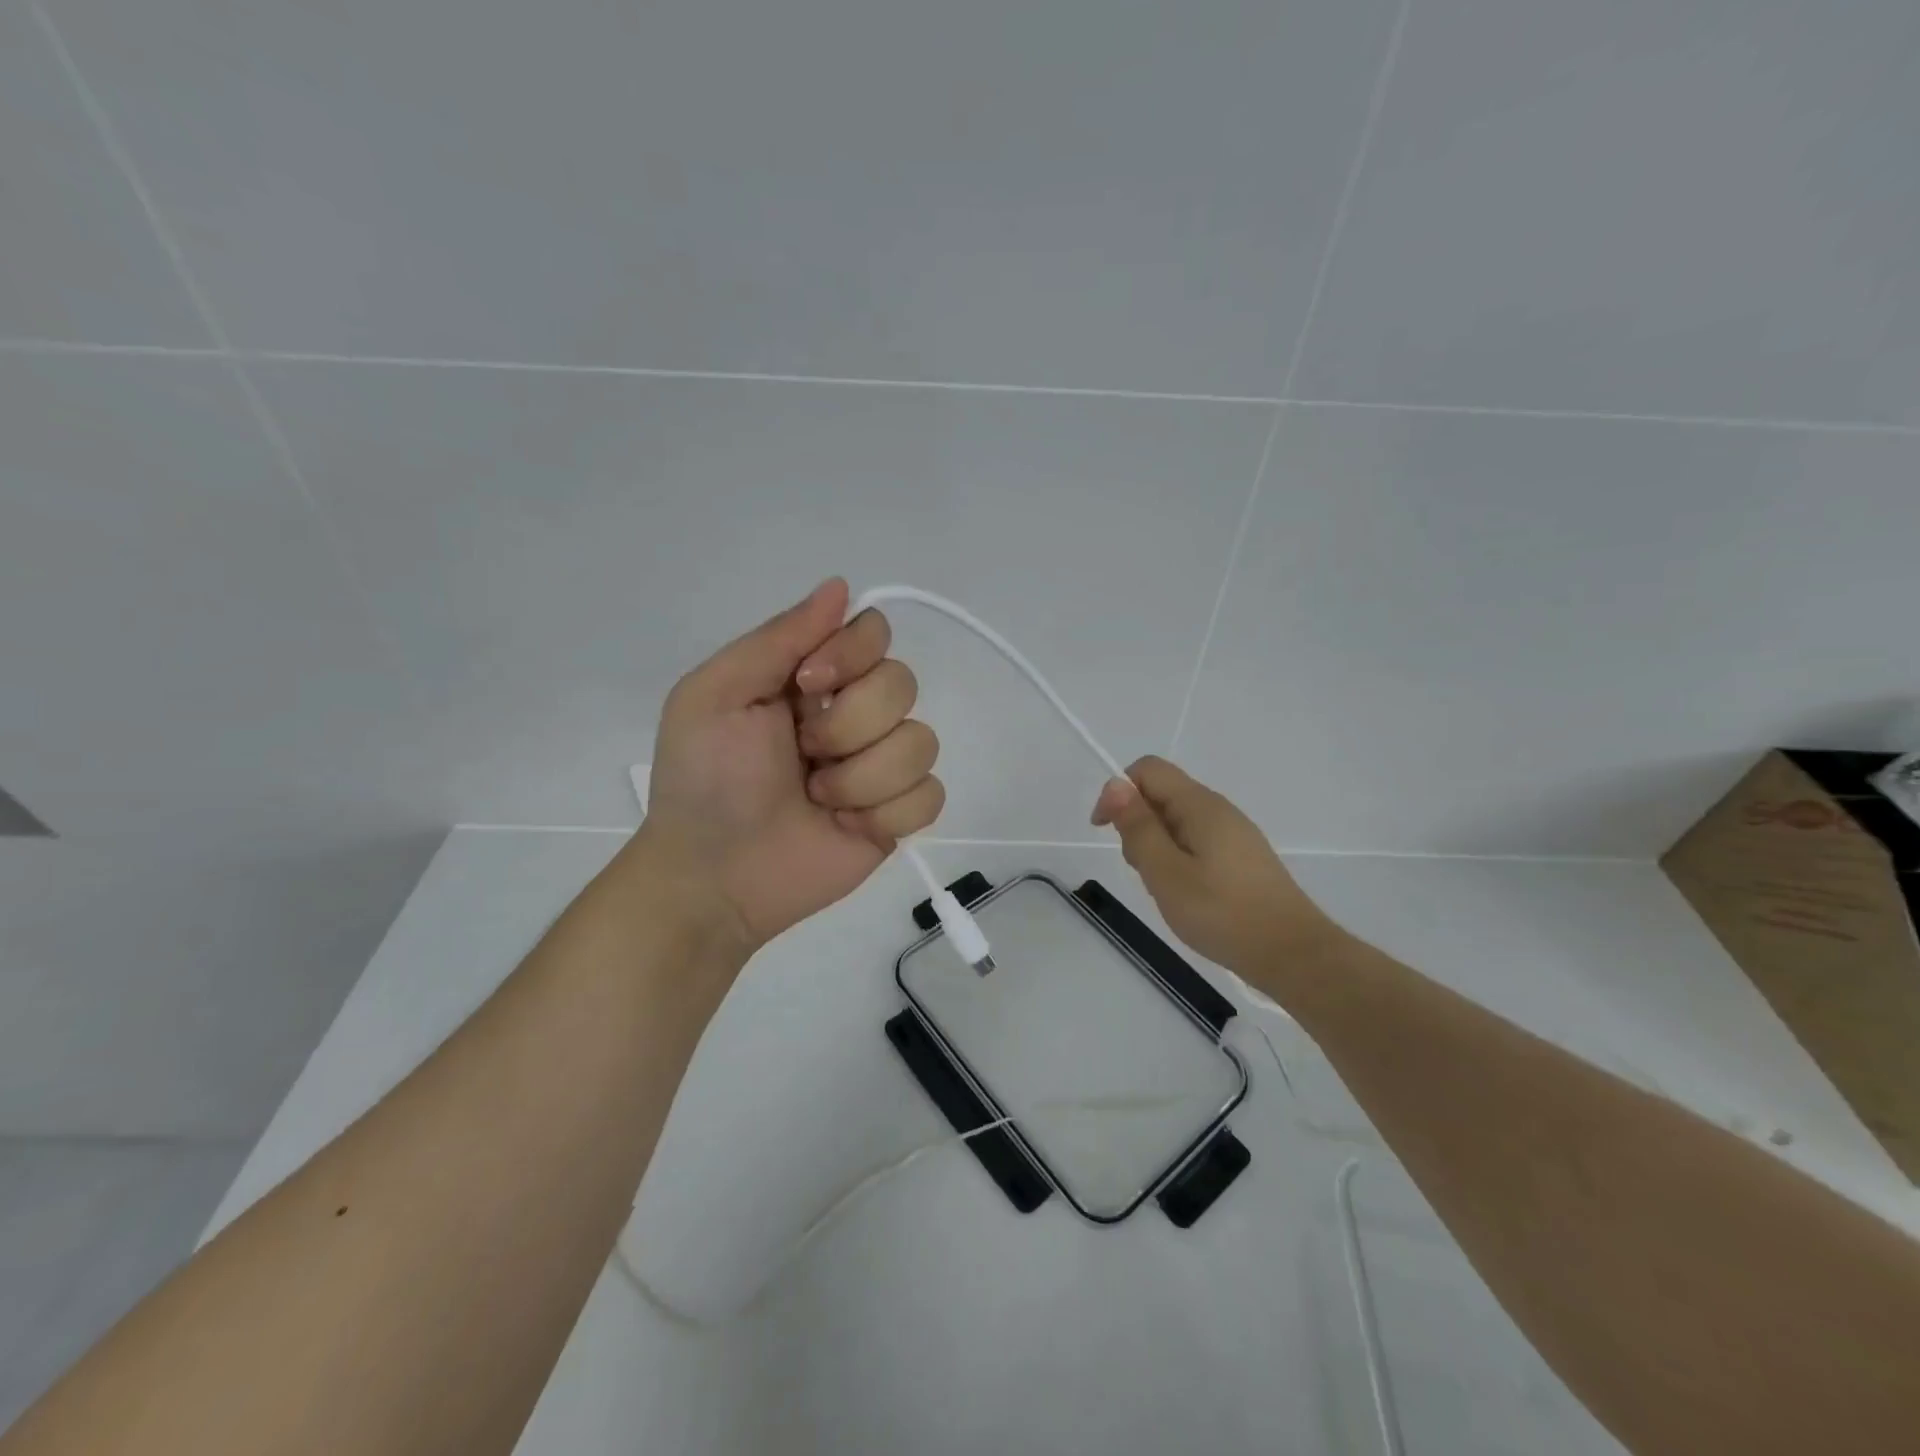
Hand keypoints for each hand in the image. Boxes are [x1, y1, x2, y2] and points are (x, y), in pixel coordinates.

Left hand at [638, 579, 944, 951]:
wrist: (714, 877)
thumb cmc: (705, 780)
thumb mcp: (716, 694)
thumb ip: (778, 637)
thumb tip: (841, 585)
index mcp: (813, 678)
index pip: (873, 632)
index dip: (852, 654)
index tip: (807, 685)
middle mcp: (854, 713)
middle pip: (903, 684)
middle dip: (849, 726)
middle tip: (803, 755)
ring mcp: (880, 766)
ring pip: (922, 742)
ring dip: (862, 777)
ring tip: (818, 799)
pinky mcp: (897, 816)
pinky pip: (930, 795)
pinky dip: (887, 813)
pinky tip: (848, 827)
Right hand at [1091, 756, 1333, 979]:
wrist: (1292, 954)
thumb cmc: (1222, 913)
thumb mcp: (1165, 872)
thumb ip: (1137, 827)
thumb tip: (1115, 783)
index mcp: (1200, 805)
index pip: (1148, 770)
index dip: (1118, 792)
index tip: (1105, 831)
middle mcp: (1218, 809)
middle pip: (1162, 795)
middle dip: (1137, 824)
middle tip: (1143, 871)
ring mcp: (1234, 833)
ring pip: (1177, 822)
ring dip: (1157, 847)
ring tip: (1166, 889)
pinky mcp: (1242, 857)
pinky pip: (1196, 842)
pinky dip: (1178, 860)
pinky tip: (1187, 895)